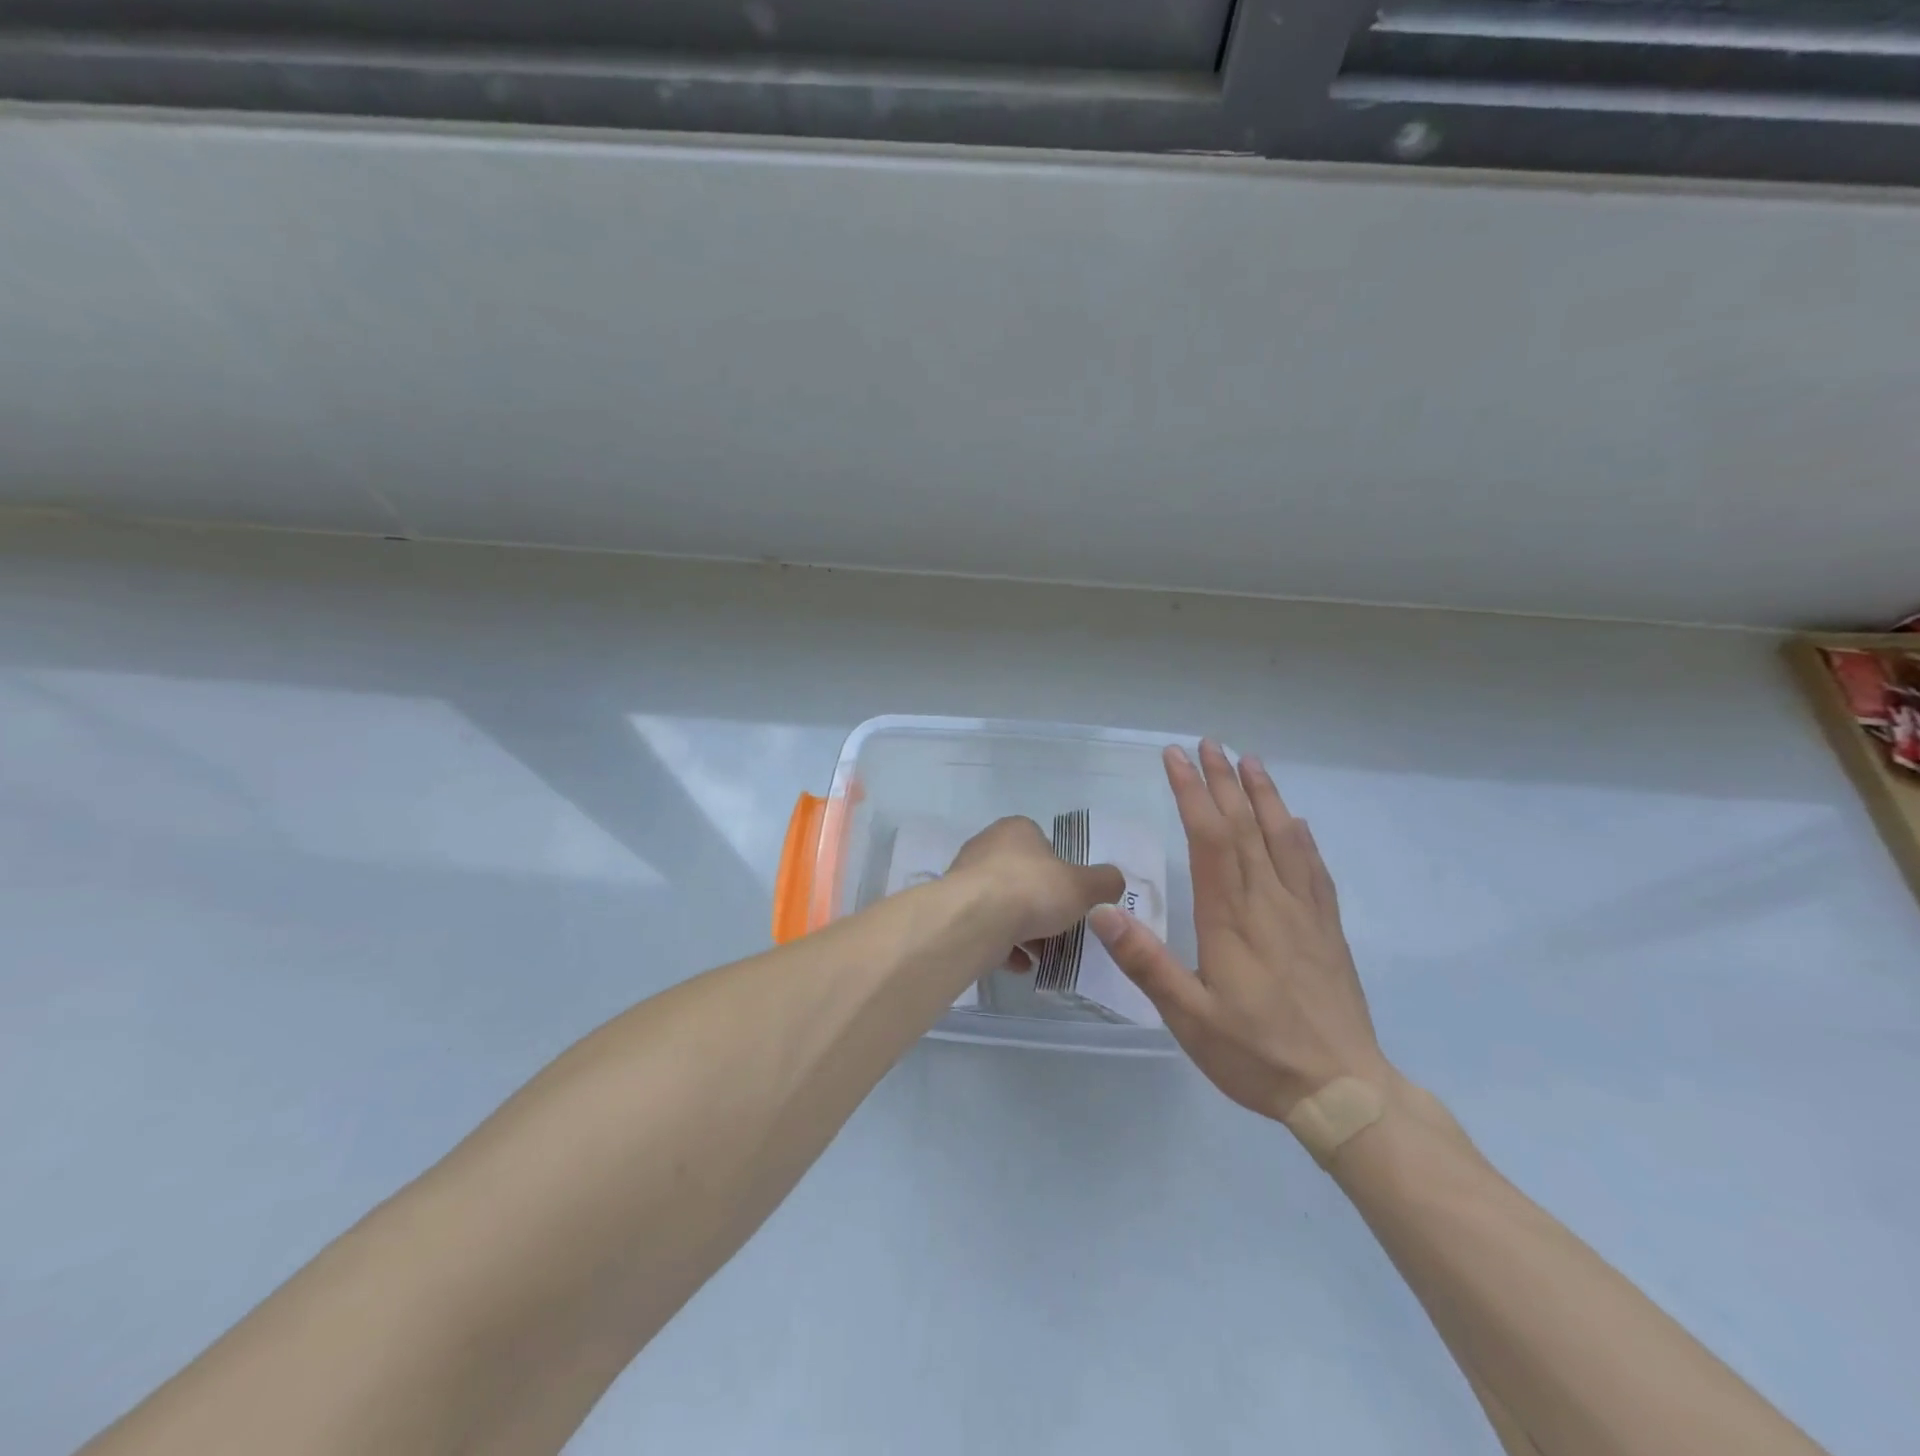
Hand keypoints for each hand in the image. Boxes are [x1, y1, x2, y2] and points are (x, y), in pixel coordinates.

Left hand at [946, 816, 1123, 964]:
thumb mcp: (1083, 886)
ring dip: (1023, 929)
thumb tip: (1114, 881)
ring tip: (1043, 955)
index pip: (1043, 844)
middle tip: (1061, 928)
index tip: (1072, 897)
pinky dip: (1004, 945)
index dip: (1061, 871)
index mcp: (1016, 830)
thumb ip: (1104, 882)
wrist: (974, 920)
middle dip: (1042, 904)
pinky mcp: (954, 910)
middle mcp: (986, 847)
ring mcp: (965, 878)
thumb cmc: (1032, 890)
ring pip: (1003, 904)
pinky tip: (1020, 965)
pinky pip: (986, 927)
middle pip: (1023, 877)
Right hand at [1090, 741, 1390, 1121]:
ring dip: (1264, 796)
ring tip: (1251, 762)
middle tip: (1209, 744)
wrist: (1343, 1091)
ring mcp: (1303, 913)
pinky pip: (1314, 870)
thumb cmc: (1256, 1053)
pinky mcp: (1327, 930)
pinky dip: (1302, 839)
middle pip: (1244, 827)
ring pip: (1283, 838)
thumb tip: (1104, 911)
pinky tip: (1297, 823)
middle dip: (1223, 781)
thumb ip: (1146, 962)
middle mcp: (1268, 901)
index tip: (1176, 759)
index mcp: (1231, 917)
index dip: (1192, 793)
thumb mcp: (1188, 1016)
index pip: (1209, 838)